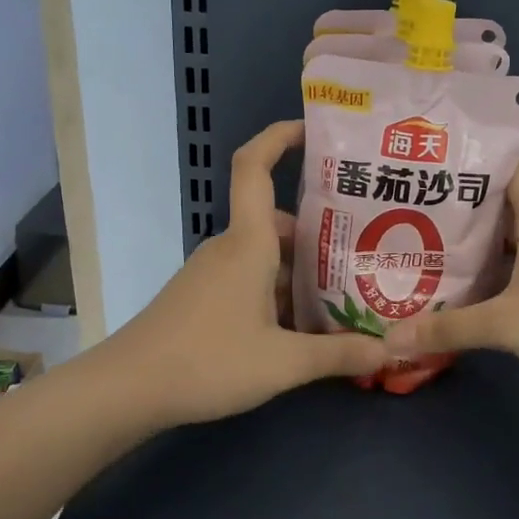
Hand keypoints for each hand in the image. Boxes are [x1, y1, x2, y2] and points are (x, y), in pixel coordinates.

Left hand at [98, 121, 387, 426]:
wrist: (129, 388)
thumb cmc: (208, 361)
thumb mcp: (283, 362)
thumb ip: (338, 354)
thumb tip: (389, 352)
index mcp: (248, 243)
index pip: (255, 167)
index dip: (279, 137)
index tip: (313, 130)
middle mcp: (229, 248)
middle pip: (278, 222)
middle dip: (320, 233)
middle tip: (366, 250)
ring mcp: (212, 274)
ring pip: (266, 256)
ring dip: (302, 270)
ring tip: (347, 294)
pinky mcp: (203, 299)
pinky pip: (250, 280)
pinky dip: (279, 292)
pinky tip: (303, 327)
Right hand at [382, 159, 518, 391]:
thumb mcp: (506, 325)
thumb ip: (449, 328)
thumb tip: (391, 338)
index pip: (508, 165)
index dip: (472, 160)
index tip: (432, 166)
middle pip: (508, 197)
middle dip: (466, 202)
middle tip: (419, 207)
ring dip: (485, 235)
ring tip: (438, 240)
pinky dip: (505, 259)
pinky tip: (480, 279)